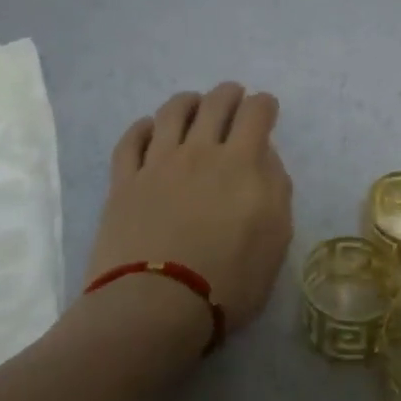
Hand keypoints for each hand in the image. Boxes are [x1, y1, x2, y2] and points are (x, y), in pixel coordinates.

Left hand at [86, 83, 294, 336]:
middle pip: (215, 103)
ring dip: (188, 101)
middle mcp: (200, 151)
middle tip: (234, 97)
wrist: (155, 307)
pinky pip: (131, 140)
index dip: (264, 104)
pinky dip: (143, 127)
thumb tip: (265, 158)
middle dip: (229, 94)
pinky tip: (149, 128)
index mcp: (242, 163)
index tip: (266, 108)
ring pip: (172, 112)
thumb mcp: (275, 240)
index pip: (256, 113)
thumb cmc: (228, 282)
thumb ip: (276, 190)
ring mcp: (158, 163)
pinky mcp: (124, 181)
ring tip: (193, 104)